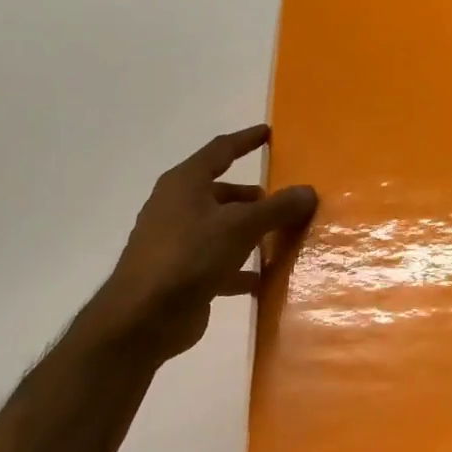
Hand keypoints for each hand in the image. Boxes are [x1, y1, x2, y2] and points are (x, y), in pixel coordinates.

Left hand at [71, 125, 316, 364]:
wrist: (143, 318)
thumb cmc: (190, 256)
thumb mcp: (240, 226)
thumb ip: (277, 208)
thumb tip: (308, 191)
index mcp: (185, 183)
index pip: (220, 151)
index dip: (245, 141)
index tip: (268, 133)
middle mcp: (178, 207)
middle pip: (222, 193)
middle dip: (253, 198)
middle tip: (285, 202)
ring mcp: (177, 242)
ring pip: (222, 229)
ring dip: (250, 233)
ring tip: (283, 239)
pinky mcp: (182, 274)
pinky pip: (219, 262)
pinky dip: (241, 267)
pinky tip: (265, 279)